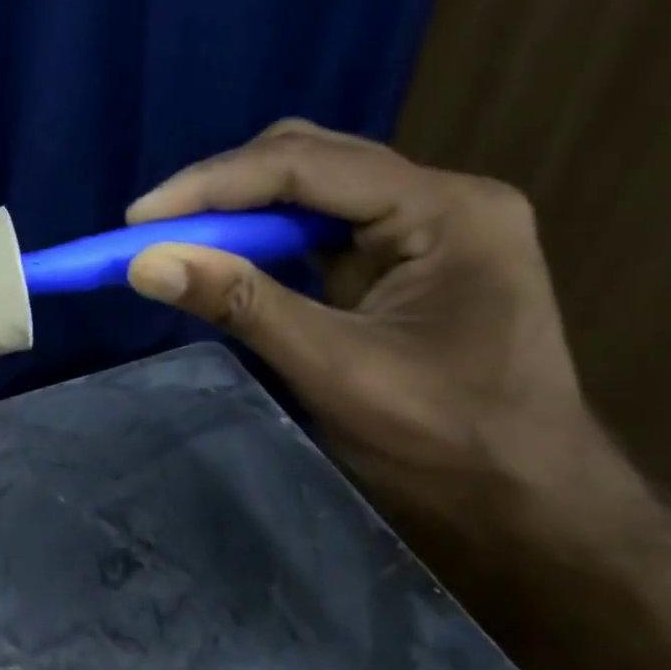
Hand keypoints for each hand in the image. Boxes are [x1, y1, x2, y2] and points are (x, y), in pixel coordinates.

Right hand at [125, 121, 605, 537]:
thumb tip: (144, 263)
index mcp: (448, 211)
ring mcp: (425, 225)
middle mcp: (440, 198)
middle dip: (223, 189)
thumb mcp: (336, 371)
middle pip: (310, 159)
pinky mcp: (404, 255)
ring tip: (177, 240)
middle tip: (153, 227)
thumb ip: (242, 305)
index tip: (138, 219)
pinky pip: (319, 224)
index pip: (308, 165)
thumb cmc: (450, 446)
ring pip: (311, 186)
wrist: (532, 510)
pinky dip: (263, 237)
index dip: (212, 185)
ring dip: (239, 211)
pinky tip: (228, 258)